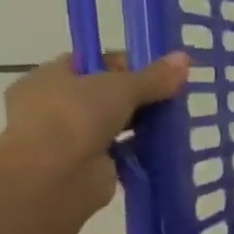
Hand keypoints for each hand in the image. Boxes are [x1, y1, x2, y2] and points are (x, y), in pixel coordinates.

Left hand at [0, 52, 189, 218]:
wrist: (54, 176)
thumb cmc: (75, 116)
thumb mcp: (121, 87)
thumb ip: (154, 76)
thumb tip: (185, 58)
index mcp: (49, 78)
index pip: (92, 63)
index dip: (126, 64)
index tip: (159, 72)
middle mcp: (55, 106)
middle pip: (106, 95)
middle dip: (139, 96)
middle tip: (173, 97)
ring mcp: (70, 138)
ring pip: (115, 124)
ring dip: (142, 125)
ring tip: (177, 122)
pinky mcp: (88, 166)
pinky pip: (122, 152)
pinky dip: (142, 150)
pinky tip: (168, 147)